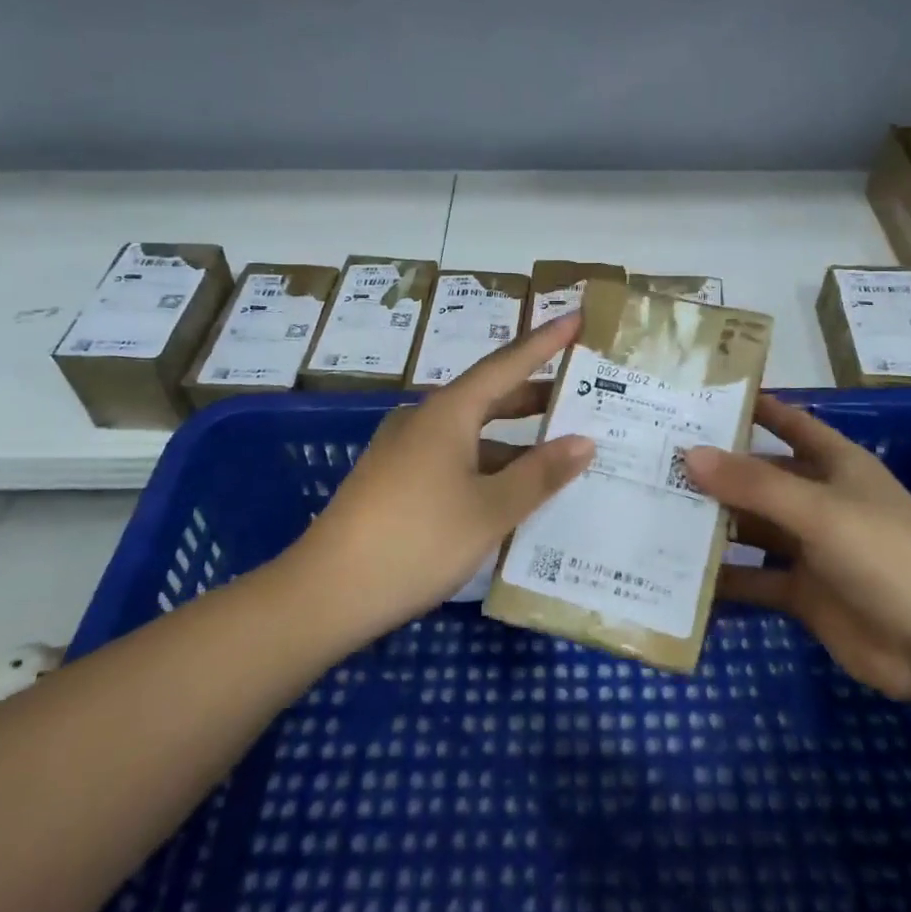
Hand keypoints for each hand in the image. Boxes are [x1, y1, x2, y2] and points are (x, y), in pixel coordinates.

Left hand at [299, 313, 594, 640]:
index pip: (507, 364)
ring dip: (512, 438)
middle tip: (579, 393)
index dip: (545, 342)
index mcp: (448, 413)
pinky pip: (453, 457)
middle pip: (488, 396)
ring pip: (470, 432)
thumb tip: (584, 441)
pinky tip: (508, 491)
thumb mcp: (490, 510)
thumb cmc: (417, 540)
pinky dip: (487, 463)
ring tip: (556, 449)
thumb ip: (540, 474)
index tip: (576, 318)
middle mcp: (424, 420)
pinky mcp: (394, 481)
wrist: (326, 593)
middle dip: (534, 394)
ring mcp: (404, 451)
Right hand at [684, 396, 910, 699]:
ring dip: (713, 524)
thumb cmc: (886, 557)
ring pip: (752, 527)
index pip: (789, 423)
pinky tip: (679, 576)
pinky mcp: (802, 592)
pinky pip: (754, 579)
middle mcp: (819, 499)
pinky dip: (724, 579)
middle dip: (716, 470)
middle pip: (760, 476)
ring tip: (654, 512)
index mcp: (836, 465)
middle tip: (656, 459)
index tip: (699, 397)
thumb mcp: (820, 511)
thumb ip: (755, 484)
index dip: (752, 408)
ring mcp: (810, 548)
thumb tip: (690, 454)